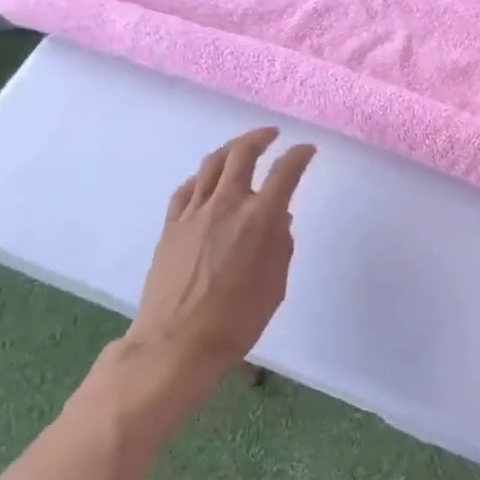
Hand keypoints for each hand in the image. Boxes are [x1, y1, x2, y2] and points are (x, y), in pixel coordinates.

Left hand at [118, 127, 315, 422]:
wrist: (176, 345)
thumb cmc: (237, 321)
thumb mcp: (276, 286)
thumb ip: (281, 246)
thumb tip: (280, 220)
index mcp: (260, 219)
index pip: (285, 172)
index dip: (300, 155)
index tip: (308, 150)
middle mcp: (227, 205)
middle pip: (242, 154)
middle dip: (260, 137)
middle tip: (272, 134)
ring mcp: (194, 213)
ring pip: (212, 164)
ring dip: (230, 149)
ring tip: (241, 147)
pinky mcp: (171, 227)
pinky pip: (188, 188)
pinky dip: (203, 176)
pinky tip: (208, 180)